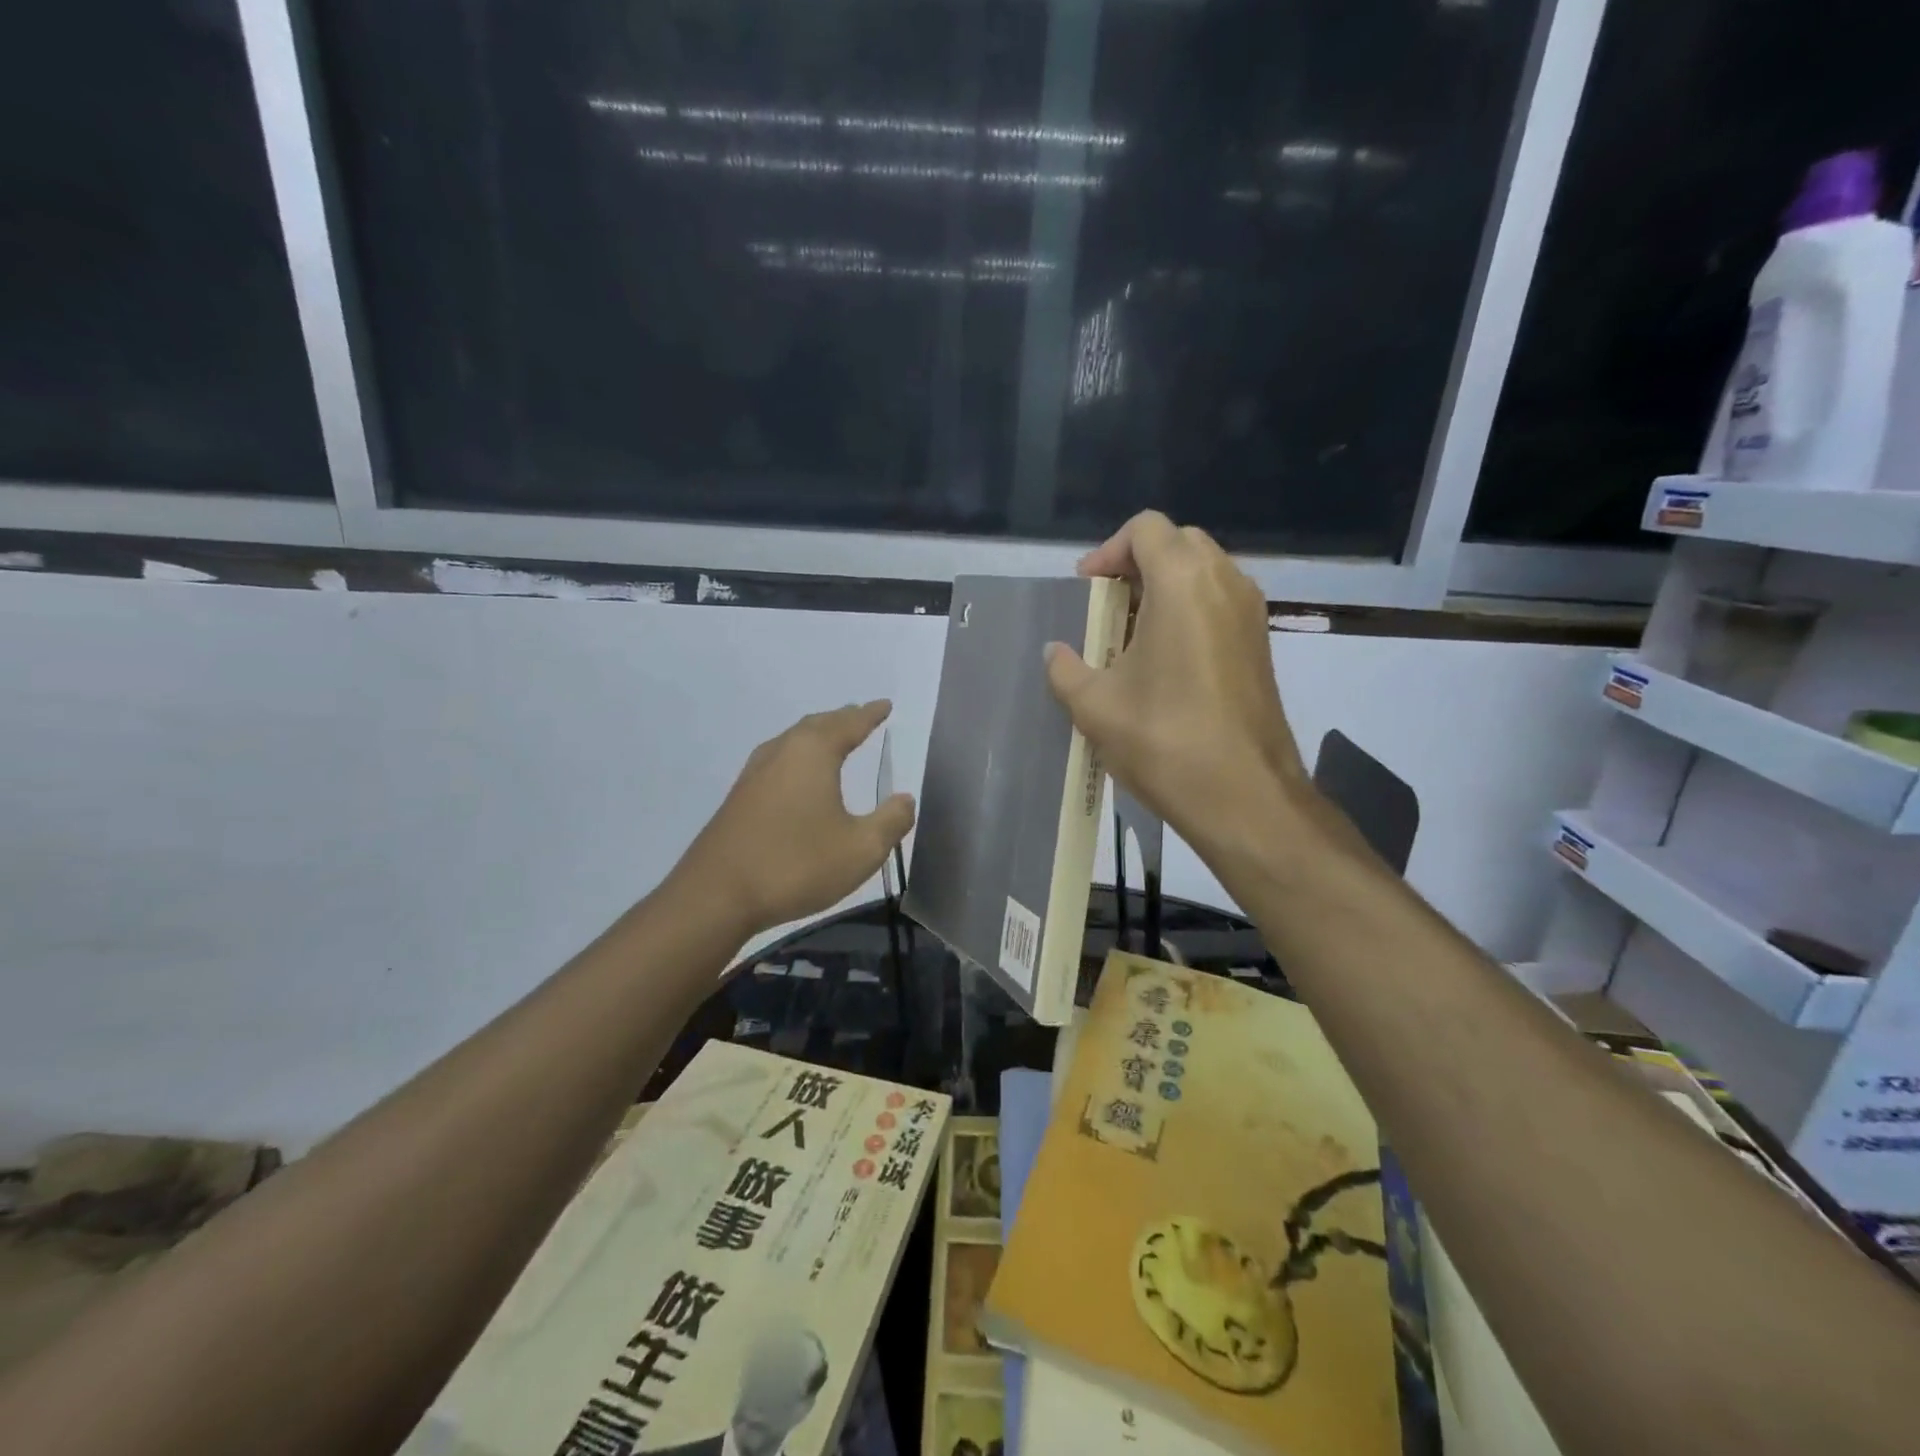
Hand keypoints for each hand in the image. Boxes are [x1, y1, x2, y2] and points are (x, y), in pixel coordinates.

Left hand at [673, 701, 915, 935]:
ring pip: (792, 741)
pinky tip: (798, 776)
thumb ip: (891, 821)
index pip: (849, 723)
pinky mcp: (739, 797)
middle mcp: (782, 752)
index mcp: (813, 753)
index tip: (885, 705)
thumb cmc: (796, 864)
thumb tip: (905, 799)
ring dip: (817, 736)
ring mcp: (754, 774)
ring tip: (834, 739)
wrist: (716, 895)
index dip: (870, 714)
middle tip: (862, 716)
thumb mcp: (861, 849)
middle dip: (843, 720)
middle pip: (817, 725)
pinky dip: (798, 756)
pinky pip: (777, 760)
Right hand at [1044, 512, 1308, 863]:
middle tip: (1107, 606)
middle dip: (1137, 565)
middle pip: (1178, 543)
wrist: (1245, 796)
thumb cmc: (1164, 740)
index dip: (1108, 551)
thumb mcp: (1095, 707)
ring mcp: (1250, 614)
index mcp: (1182, 583)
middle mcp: (1224, 583)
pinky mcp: (1261, 644)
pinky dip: (1189, 612)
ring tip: (1130, 635)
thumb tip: (1055, 653)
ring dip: (1164, 589)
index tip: (1087, 591)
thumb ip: (1066, 670)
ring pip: (1203, 573)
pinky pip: (1220, 603)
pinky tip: (1163, 661)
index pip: (1146, 529)